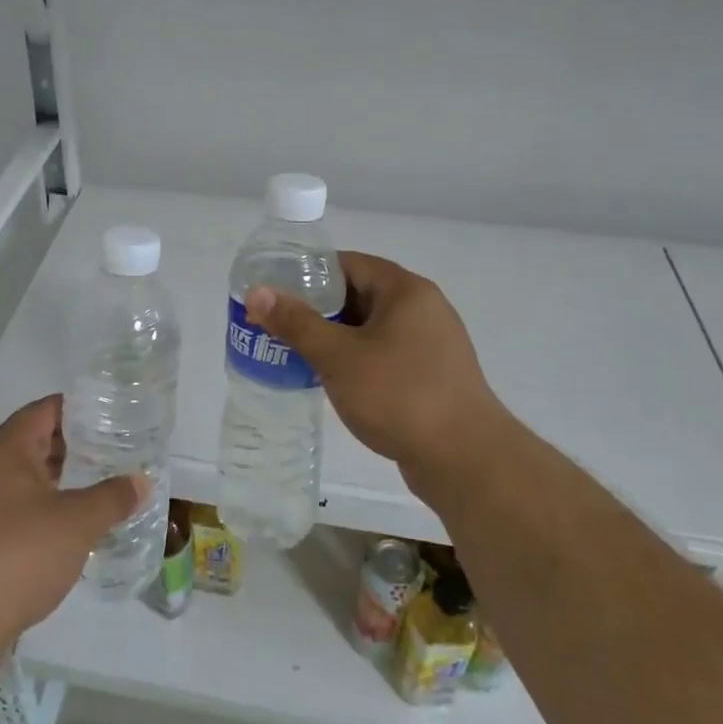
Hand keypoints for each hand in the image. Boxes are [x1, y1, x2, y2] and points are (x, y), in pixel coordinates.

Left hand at [0, 396, 146, 644]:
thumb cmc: (19, 554)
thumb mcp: (78, 522)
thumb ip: (113, 497)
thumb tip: (142, 481)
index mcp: (7, 448)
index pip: (46, 409)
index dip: (81, 408)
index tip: (114, 413)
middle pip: (36, 439)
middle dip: (76, 443)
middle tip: (117, 447)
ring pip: (28, 474)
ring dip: (62, 476)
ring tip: (103, 480)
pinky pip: (19, 503)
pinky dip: (47, 503)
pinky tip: (75, 520)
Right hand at [246, 253, 509, 502]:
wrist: (466, 460)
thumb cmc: (399, 395)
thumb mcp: (338, 357)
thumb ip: (296, 323)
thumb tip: (257, 293)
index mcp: (405, 291)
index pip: (349, 263)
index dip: (310, 273)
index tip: (277, 291)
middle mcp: (424, 309)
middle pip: (360, 294)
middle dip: (319, 309)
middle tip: (279, 325)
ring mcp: (432, 344)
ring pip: (372, 329)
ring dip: (337, 338)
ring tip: (297, 353)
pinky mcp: (433, 376)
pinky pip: (386, 355)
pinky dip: (358, 360)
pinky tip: (334, 381)